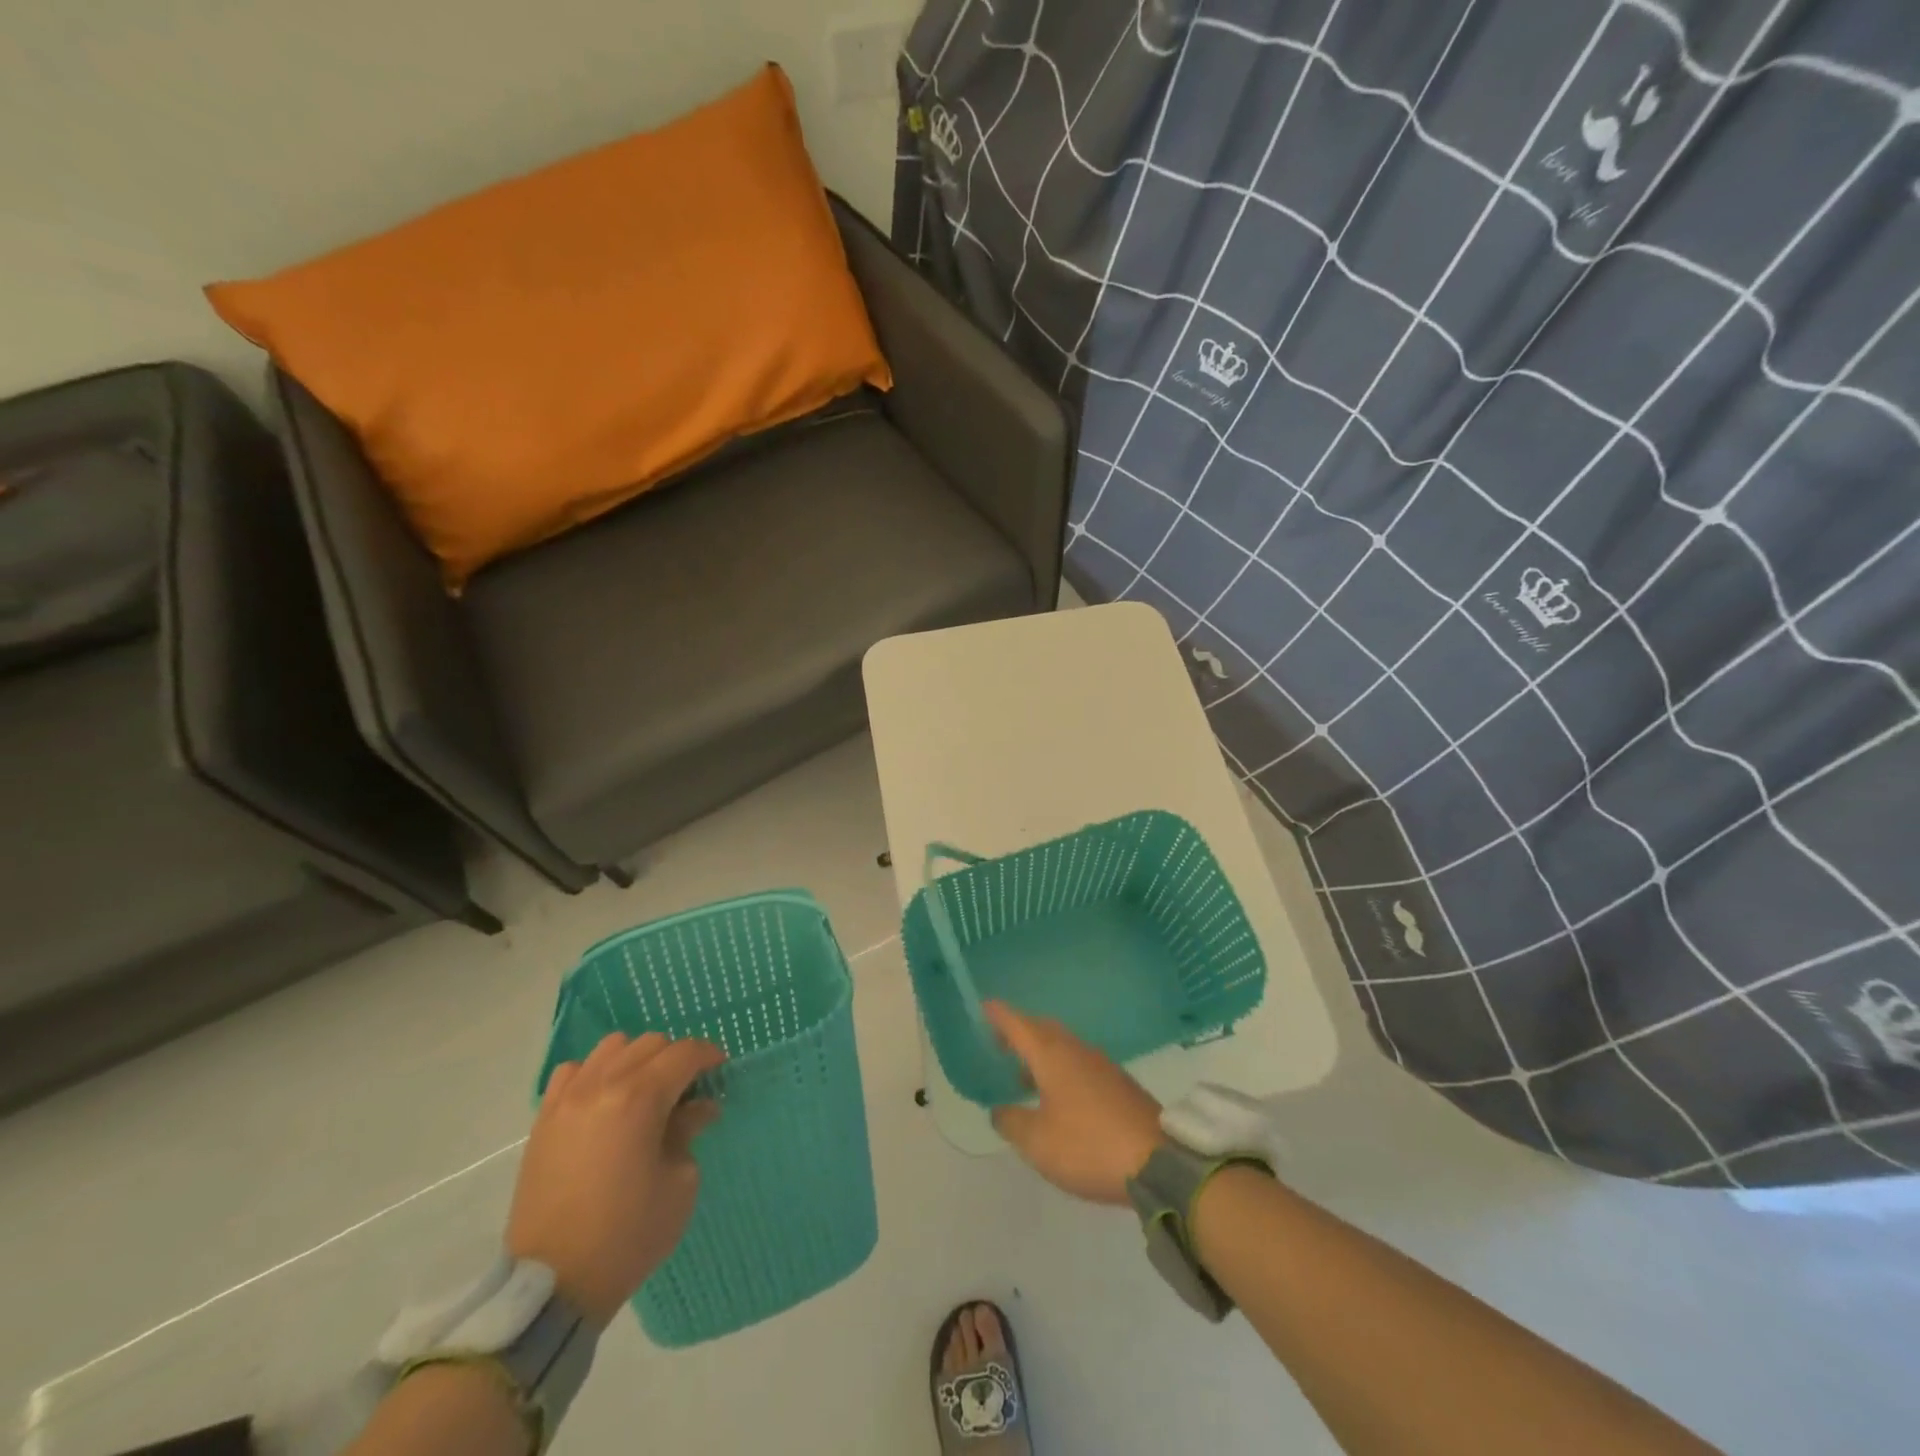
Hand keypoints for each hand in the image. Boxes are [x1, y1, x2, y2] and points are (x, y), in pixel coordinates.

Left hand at [507, 1032, 723, 1327]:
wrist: (552, 1284)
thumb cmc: (628, 1235)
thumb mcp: (679, 1183)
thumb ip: (688, 1132)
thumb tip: (699, 1108)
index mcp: (640, 1099)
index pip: (684, 1053)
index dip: (708, 1055)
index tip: (719, 1069)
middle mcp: (602, 1085)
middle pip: (650, 1043)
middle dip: (675, 1058)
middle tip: (686, 1090)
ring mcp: (568, 1100)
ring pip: (611, 1047)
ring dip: (636, 1059)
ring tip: (643, 1092)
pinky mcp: (544, 1120)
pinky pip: (573, 1072)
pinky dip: (595, 1074)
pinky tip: (604, 1102)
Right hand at [986, 1001, 1163, 1205]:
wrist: (1158, 1161)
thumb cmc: (1088, 1145)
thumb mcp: (1038, 1142)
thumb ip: (1012, 1122)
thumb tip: (1000, 1110)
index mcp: (1052, 1056)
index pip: (1019, 1025)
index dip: (999, 1015)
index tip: (983, 1005)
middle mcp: (1076, 1051)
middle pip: (1042, 1030)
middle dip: (1020, 1031)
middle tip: (999, 1040)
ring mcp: (1101, 1065)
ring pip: (1063, 1046)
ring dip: (1040, 1052)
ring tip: (1022, 1073)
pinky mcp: (1118, 1084)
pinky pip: (1079, 1063)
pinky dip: (1060, 1068)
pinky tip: (1056, 1095)